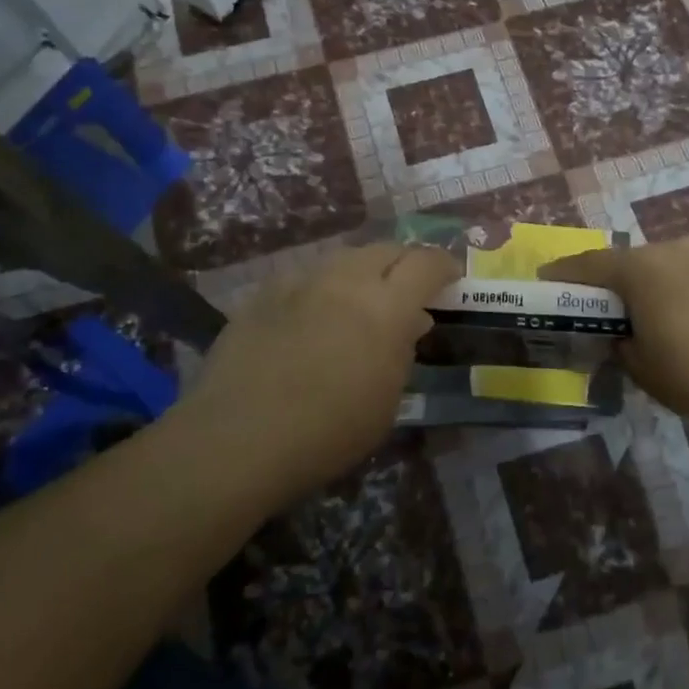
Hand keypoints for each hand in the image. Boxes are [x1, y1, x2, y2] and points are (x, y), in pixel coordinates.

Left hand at [174, 245, 459, 501]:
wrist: (237, 439)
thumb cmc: (327, 432)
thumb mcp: (386, 402)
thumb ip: (402, 353)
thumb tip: (408, 324)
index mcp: (386, 306)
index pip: (427, 262)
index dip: (445, 265)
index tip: (451, 278)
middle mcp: (346, 280)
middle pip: (386, 249)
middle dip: (405, 263)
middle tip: (409, 288)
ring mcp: (301, 281)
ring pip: (344, 258)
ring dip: (363, 272)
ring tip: (361, 301)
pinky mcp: (264, 292)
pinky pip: (305, 277)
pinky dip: (321, 289)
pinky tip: (312, 316)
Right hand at [544, 238, 688, 427]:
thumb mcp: (644, 371)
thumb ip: (623, 346)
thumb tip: (624, 337)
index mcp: (642, 271)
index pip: (592, 264)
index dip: (567, 271)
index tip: (549, 275)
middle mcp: (678, 248)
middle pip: (644, 261)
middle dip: (634, 282)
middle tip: (636, 311)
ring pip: (688, 261)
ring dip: (680, 281)